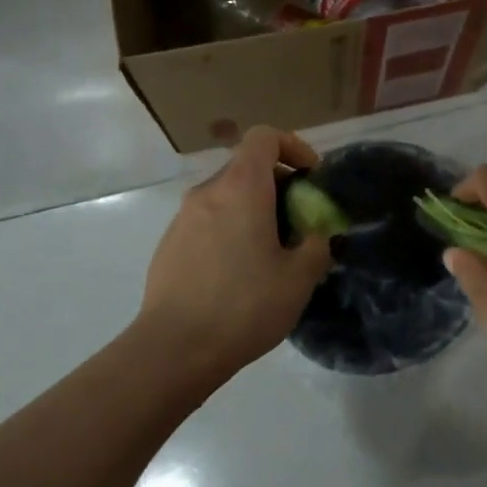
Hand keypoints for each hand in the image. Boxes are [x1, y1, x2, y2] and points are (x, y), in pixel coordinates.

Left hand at [138, 126, 332, 381]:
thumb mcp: (299, 278)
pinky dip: (229, 228)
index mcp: (242, 187)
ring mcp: (183, 217)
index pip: (264, 136)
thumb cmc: (244, 306)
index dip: (293, 146)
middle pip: (246, 166)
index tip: (311, 178)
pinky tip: (238, 273)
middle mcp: (208, 192)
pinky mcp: (169, 244)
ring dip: (253, 209)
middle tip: (298, 221)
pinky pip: (207, 220)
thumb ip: (317, 245)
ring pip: (226, 195)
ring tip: (271, 251)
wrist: (174, 349)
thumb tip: (317, 234)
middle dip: (278, 184)